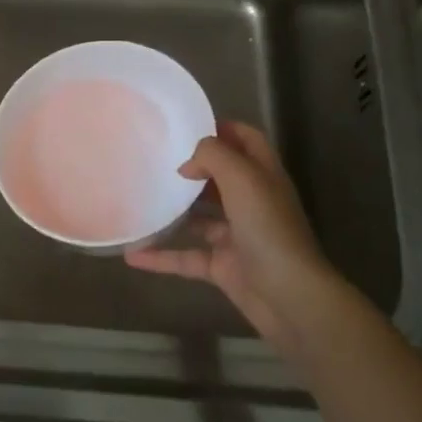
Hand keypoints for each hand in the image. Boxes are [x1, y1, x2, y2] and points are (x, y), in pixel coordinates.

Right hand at [126, 121, 353, 354]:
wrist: (288, 296)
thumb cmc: (268, 228)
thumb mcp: (242, 178)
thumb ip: (213, 156)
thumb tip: (188, 164)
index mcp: (263, 176)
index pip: (247, 140)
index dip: (223, 128)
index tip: (186, 126)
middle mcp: (252, 203)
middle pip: (221, 177)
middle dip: (192, 169)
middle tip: (156, 160)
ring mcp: (237, 237)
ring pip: (200, 219)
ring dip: (174, 212)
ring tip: (141, 200)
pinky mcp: (223, 267)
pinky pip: (186, 258)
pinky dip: (161, 257)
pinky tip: (132, 255)